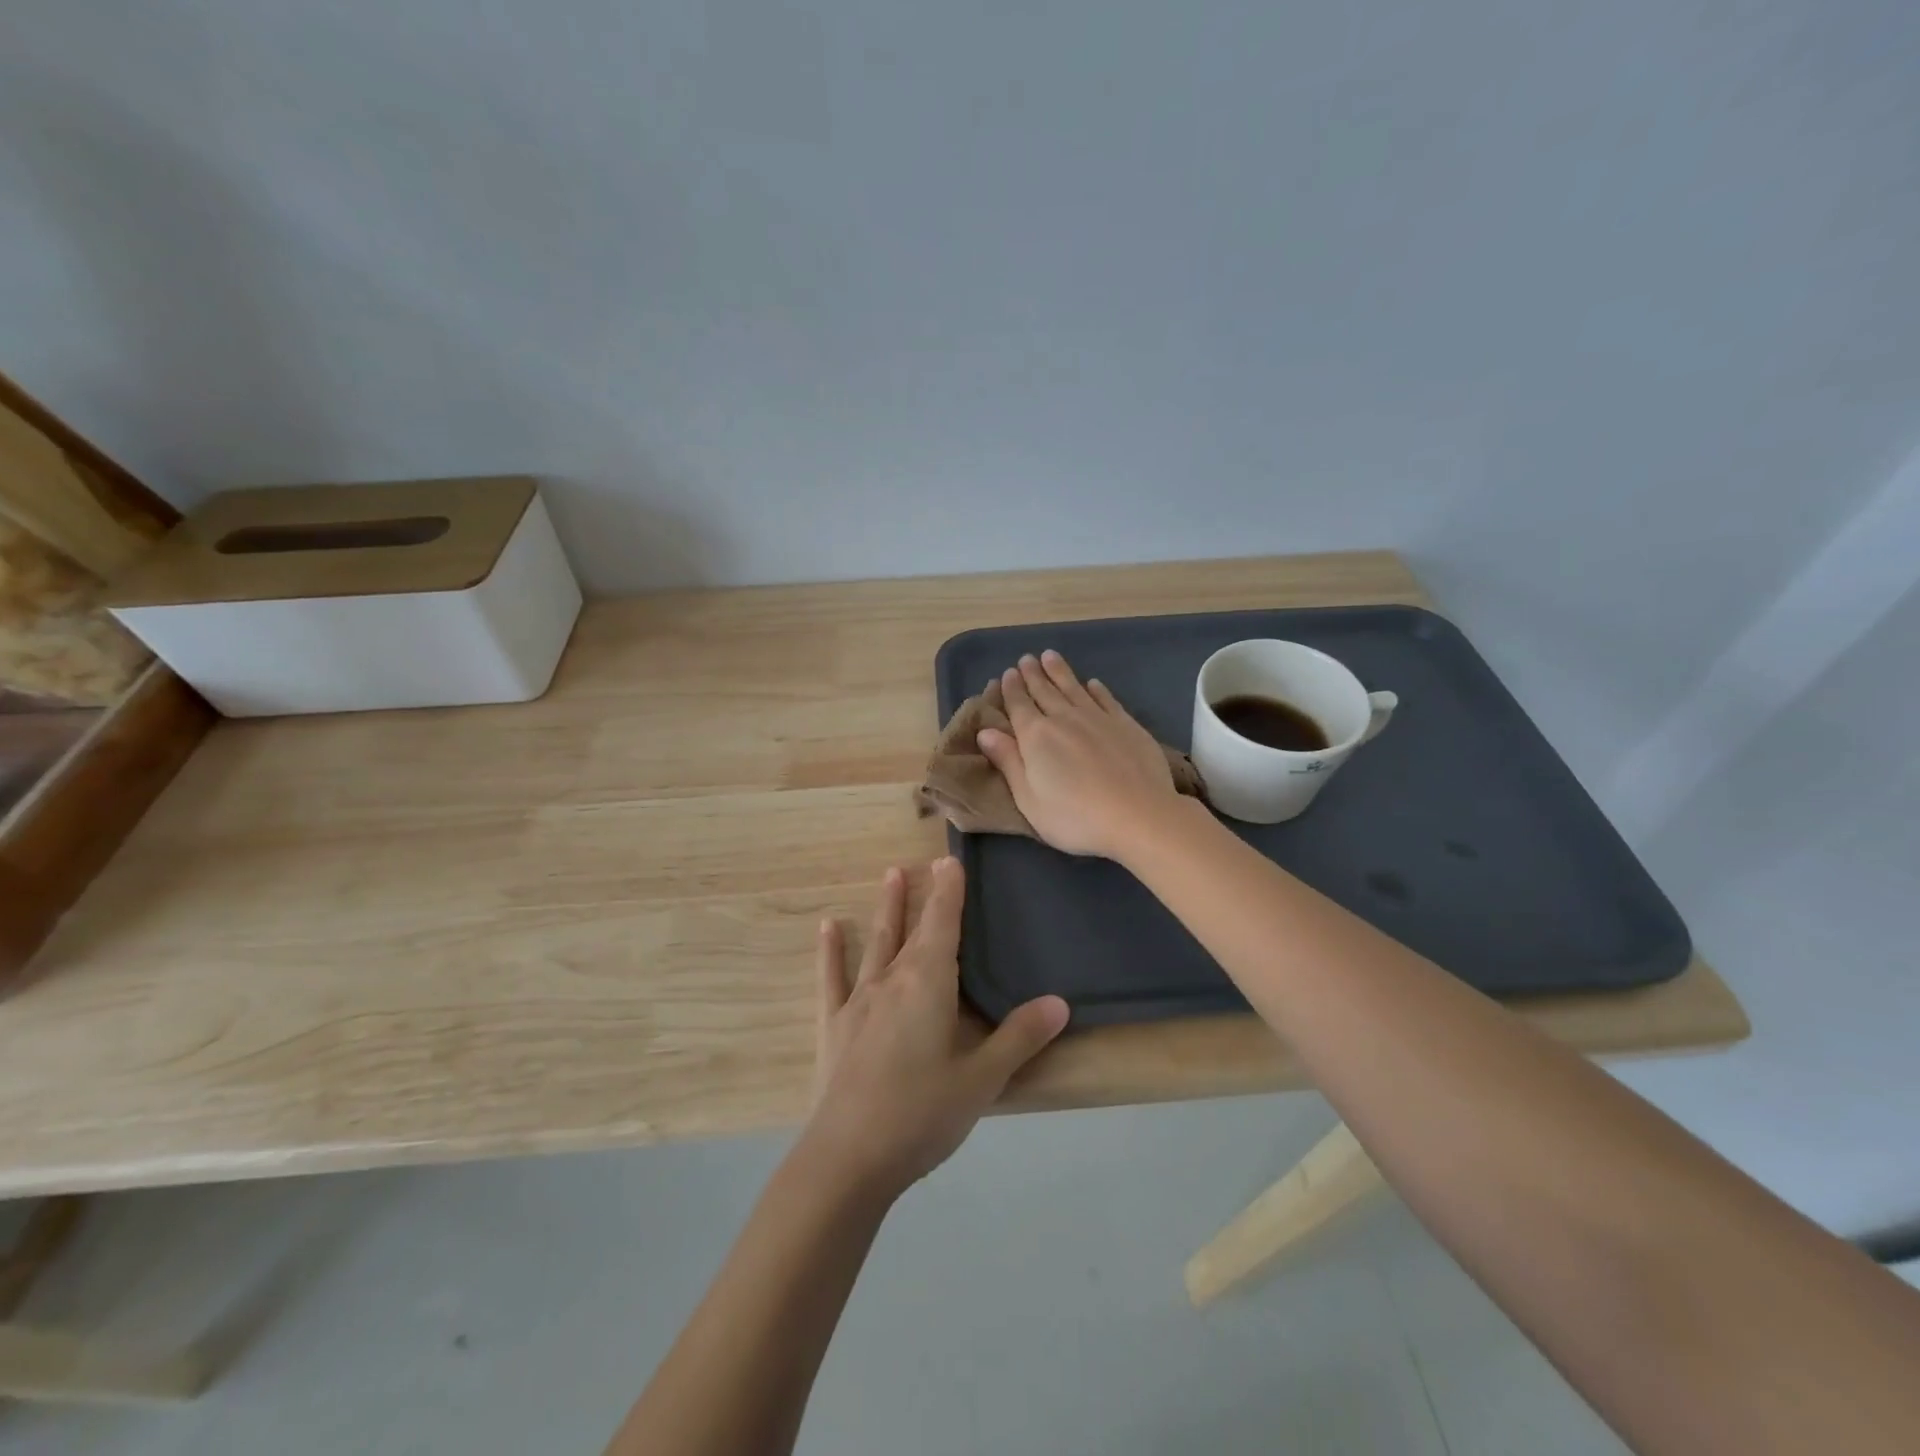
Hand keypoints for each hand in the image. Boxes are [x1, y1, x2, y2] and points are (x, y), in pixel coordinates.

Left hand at [804, 859, 1068, 1198]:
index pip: (943, 925)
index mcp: (928, 985)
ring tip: (889, 874)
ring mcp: (858, 1000)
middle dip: (923, 895)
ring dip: (885, 909)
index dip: (949, 891)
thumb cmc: (921, 1115)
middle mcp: (892, 980)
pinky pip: (832, 977)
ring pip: (876, 943)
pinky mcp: (834, 1025)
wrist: (848, 1158)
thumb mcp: (981, 1080)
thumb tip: (1060, 1002)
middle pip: (911, 928)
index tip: (950, 860)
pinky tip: (827, 927)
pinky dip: (831, 951)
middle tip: (927, 862)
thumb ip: (1019, 1037)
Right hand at [976, 650, 1183, 859]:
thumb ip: (1009, 762)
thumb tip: (986, 732)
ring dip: (1060, 672)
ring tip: (1050, 656)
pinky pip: (1106, 699)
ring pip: (1073, 688)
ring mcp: (1098, 718)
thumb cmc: (1075, 816)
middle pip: (1044, 691)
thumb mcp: (1029, 799)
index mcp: (1035, 737)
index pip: (1018, 706)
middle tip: (1026, 659)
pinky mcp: (1126, 724)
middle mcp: (1064, 719)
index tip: (1008, 673)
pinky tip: (1093, 683)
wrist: (1138, 815)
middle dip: (1033, 674)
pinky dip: (1096, 689)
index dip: (1011, 689)